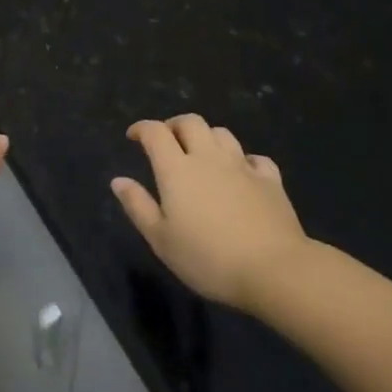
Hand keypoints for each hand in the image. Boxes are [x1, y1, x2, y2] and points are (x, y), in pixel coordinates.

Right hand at [111, 115, 306, 311]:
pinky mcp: (270, 180)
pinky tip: (241, 172)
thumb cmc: (207, 258)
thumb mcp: (161, 239)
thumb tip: (118, 180)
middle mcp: (209, 157)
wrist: (273, 269)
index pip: (155, 132)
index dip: (141, 129)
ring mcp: (242, 166)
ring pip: (222, 134)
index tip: (133, 136)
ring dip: (207, 137)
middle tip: (167, 141)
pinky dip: (243, 159)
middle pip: (191, 122)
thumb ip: (138, 206)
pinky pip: (254, 157)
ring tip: (201, 153)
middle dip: (174, 125)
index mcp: (177, 169)